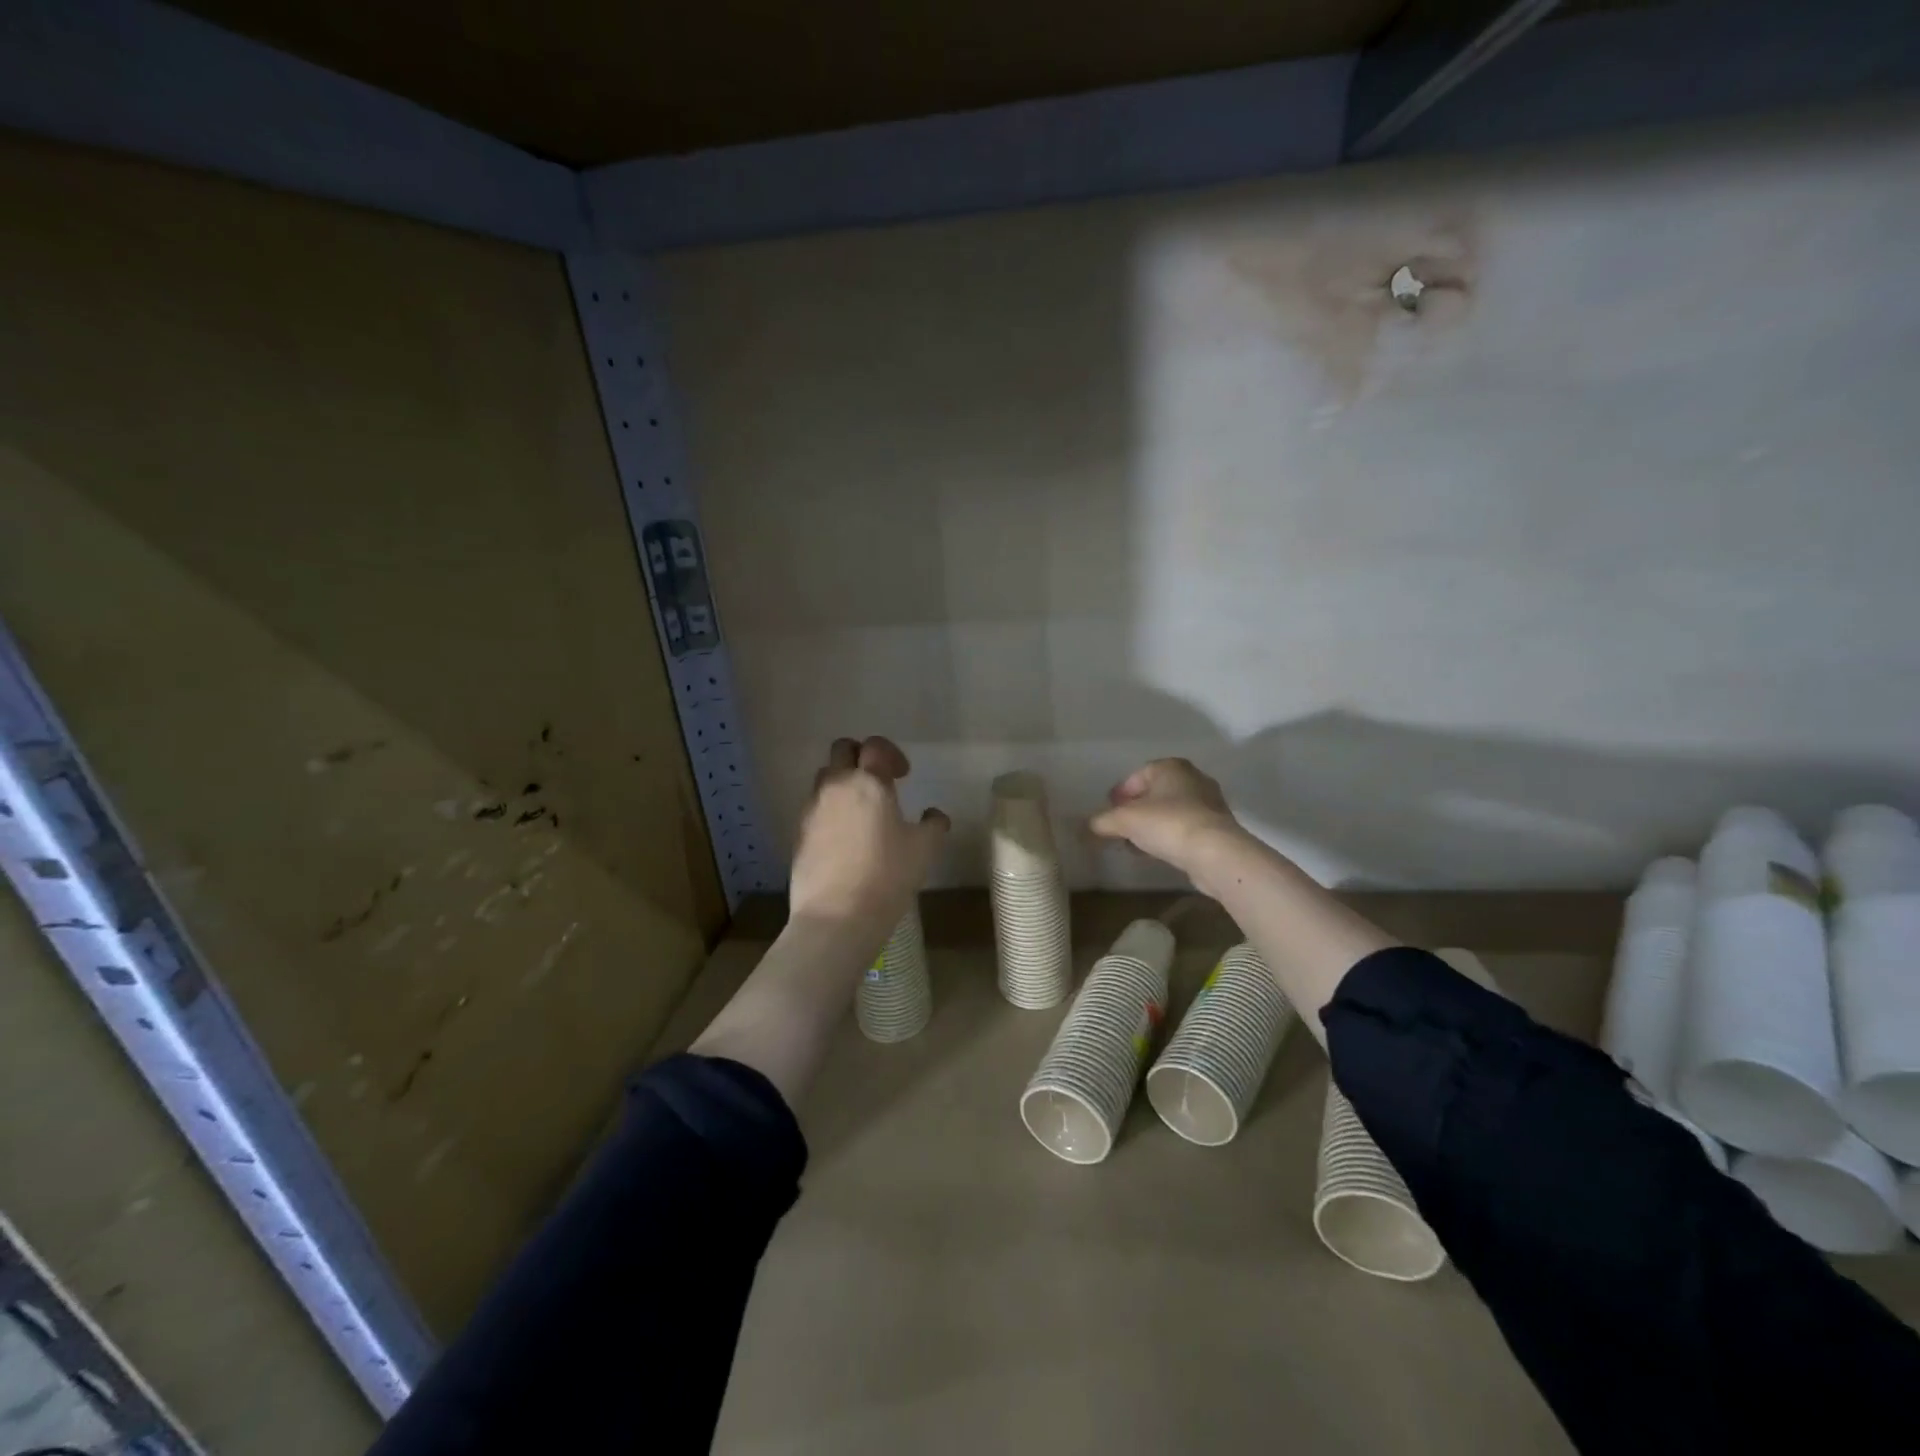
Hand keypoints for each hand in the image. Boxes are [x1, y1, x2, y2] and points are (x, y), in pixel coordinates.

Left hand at [788, 737, 949, 929]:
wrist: (837, 916)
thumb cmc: (887, 876)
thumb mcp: (924, 849)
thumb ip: (933, 824)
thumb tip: (933, 814)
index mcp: (869, 783)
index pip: (875, 746)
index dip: (891, 754)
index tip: (903, 775)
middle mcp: (836, 786)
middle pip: (842, 749)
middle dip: (860, 756)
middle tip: (878, 781)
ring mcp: (812, 809)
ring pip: (824, 777)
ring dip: (842, 782)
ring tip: (860, 810)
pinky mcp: (799, 833)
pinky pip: (815, 807)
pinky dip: (830, 810)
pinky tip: (845, 838)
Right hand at [1089, 758, 1246, 878]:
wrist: (1215, 853)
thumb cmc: (1167, 824)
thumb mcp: (1124, 821)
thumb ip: (1103, 821)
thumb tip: (1089, 826)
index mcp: (1171, 767)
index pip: (1139, 774)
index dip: (1121, 792)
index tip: (1110, 810)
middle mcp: (1193, 779)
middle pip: (1156, 793)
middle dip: (1136, 809)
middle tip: (1121, 826)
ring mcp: (1209, 803)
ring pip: (1171, 811)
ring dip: (1152, 825)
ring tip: (1136, 843)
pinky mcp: (1217, 828)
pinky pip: (1184, 828)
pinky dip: (1168, 836)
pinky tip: (1157, 852)